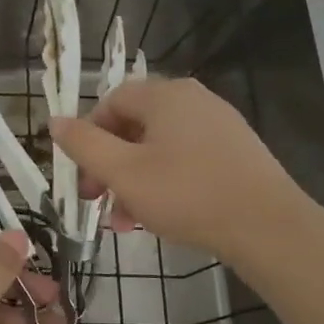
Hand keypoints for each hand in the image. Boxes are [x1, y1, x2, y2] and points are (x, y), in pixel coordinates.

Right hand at [51, 77, 309, 262]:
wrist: (269, 227)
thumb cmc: (187, 194)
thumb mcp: (122, 172)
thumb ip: (83, 144)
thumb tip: (54, 120)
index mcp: (164, 95)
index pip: (110, 102)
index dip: (88, 137)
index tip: (83, 176)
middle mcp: (193, 99)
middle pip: (133, 126)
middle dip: (109, 166)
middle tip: (98, 202)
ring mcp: (219, 125)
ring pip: (158, 148)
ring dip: (133, 181)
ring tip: (127, 222)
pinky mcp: (236, 151)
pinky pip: (185, 159)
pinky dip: (164, 182)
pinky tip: (160, 217)